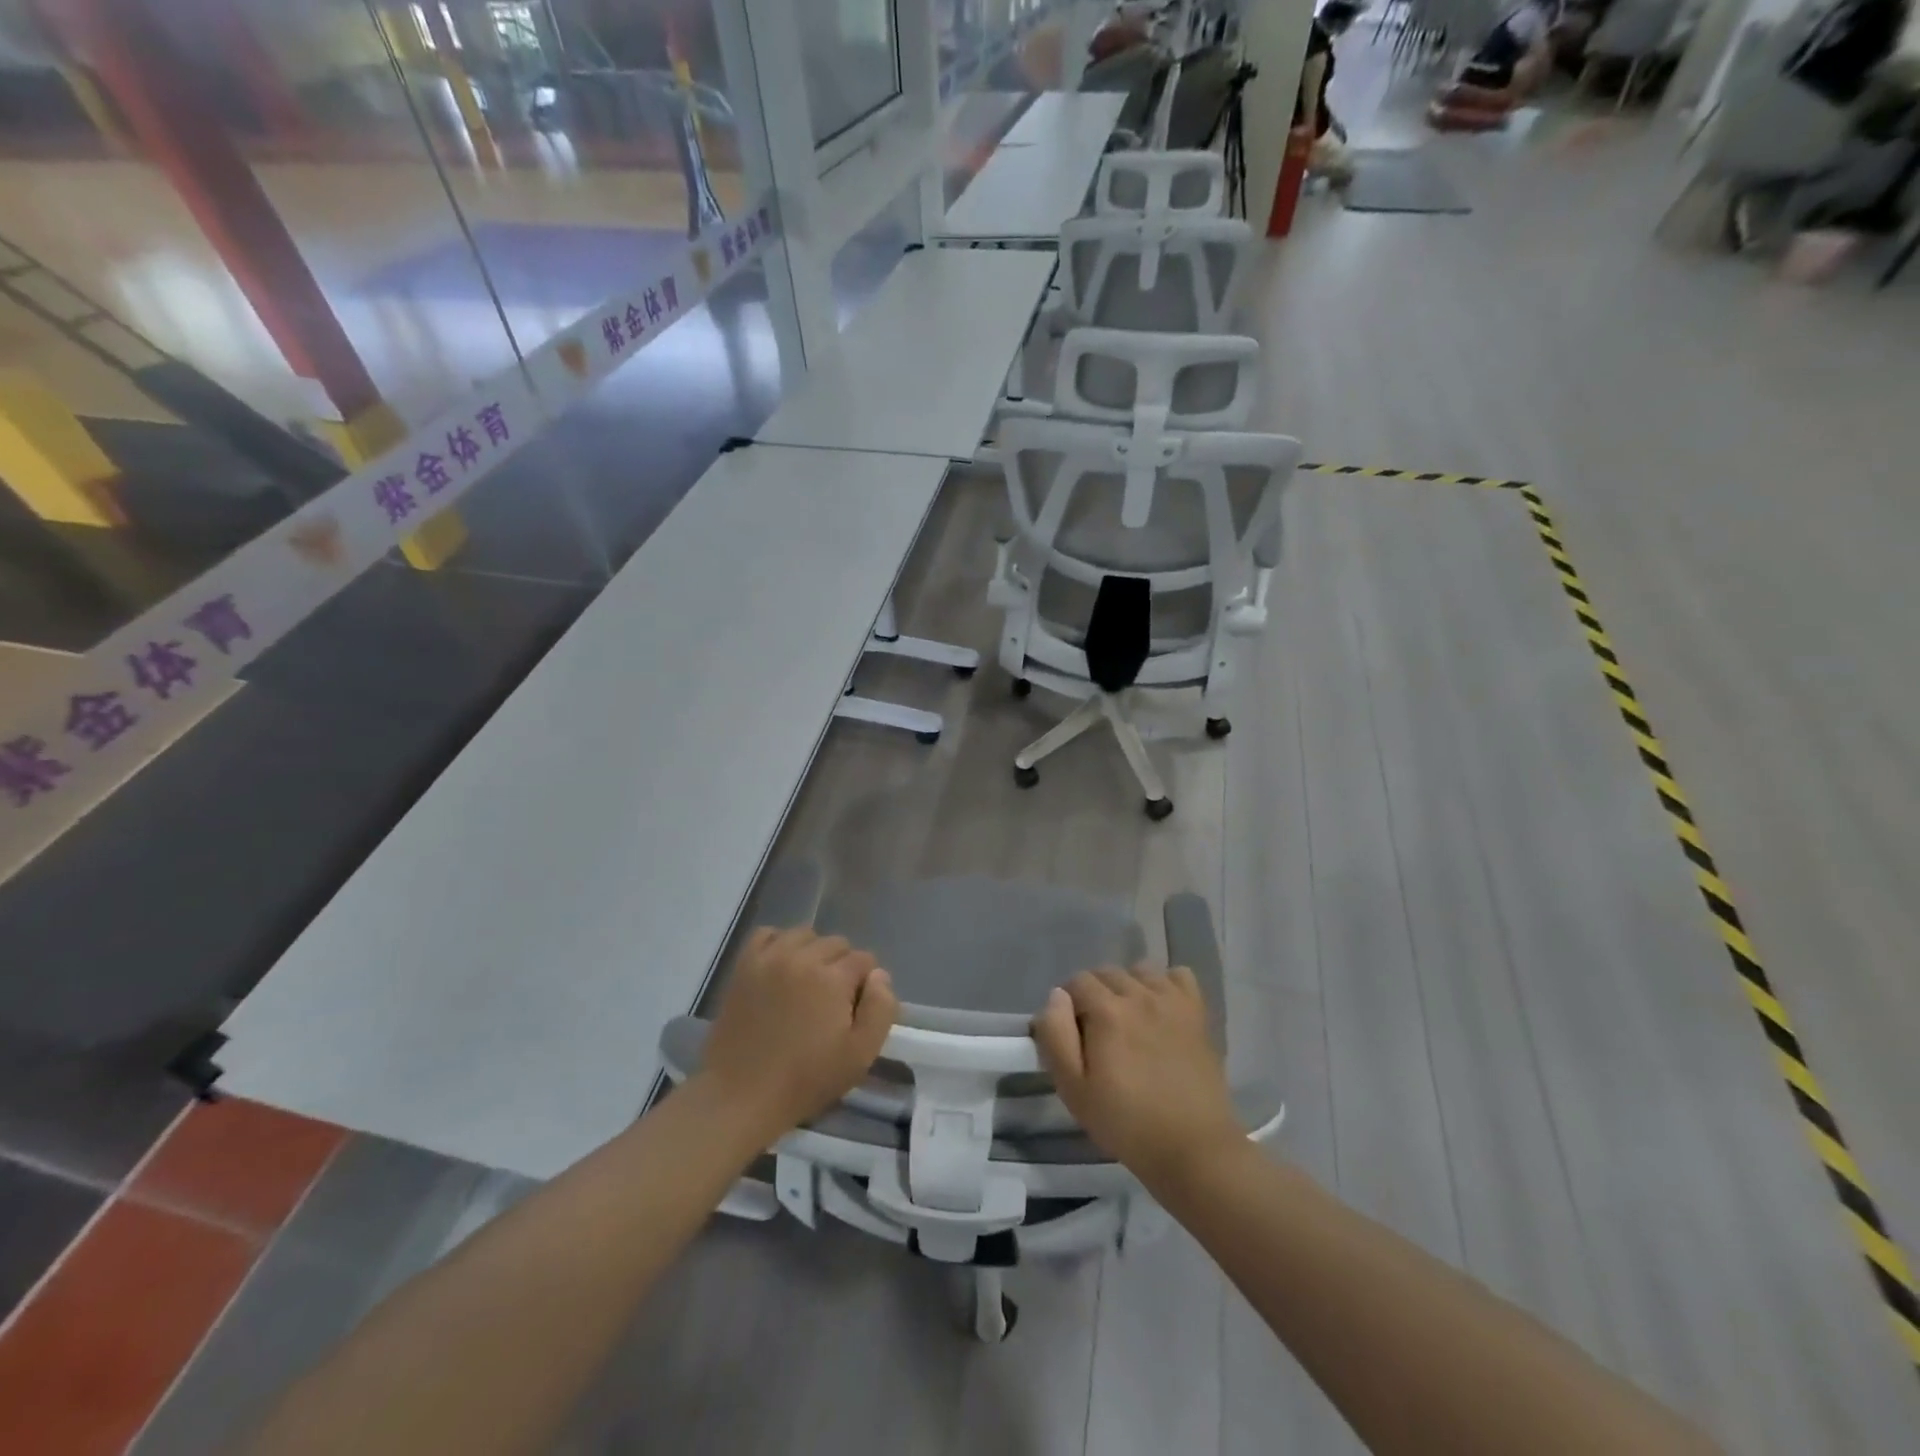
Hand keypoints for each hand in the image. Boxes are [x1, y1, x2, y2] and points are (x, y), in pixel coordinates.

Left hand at [696, 928, 897, 1142]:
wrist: (741, 1095)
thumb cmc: (806, 1079)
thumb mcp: (860, 1055)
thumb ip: (881, 1008)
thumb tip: (879, 975)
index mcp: (833, 978)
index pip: (864, 960)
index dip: (866, 984)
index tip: (855, 1010)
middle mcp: (803, 957)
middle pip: (836, 943)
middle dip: (842, 966)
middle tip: (832, 1001)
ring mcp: (770, 957)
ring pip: (804, 935)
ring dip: (813, 952)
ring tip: (807, 983)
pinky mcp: (744, 966)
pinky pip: (767, 934)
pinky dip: (779, 944)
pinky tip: (781, 968)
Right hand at [1032, 966, 1244, 1189]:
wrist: (1193, 1149)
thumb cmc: (1126, 1123)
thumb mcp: (1073, 1089)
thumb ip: (1056, 1035)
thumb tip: (1056, 996)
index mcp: (1106, 1011)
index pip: (1077, 981)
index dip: (1069, 1005)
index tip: (1073, 1035)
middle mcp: (1139, 994)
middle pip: (1107, 972)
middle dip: (1095, 994)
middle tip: (1098, 1033)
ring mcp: (1172, 1001)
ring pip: (1140, 970)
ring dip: (1128, 986)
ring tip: (1129, 1020)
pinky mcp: (1197, 1013)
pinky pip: (1179, 976)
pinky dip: (1166, 985)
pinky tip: (1162, 1010)